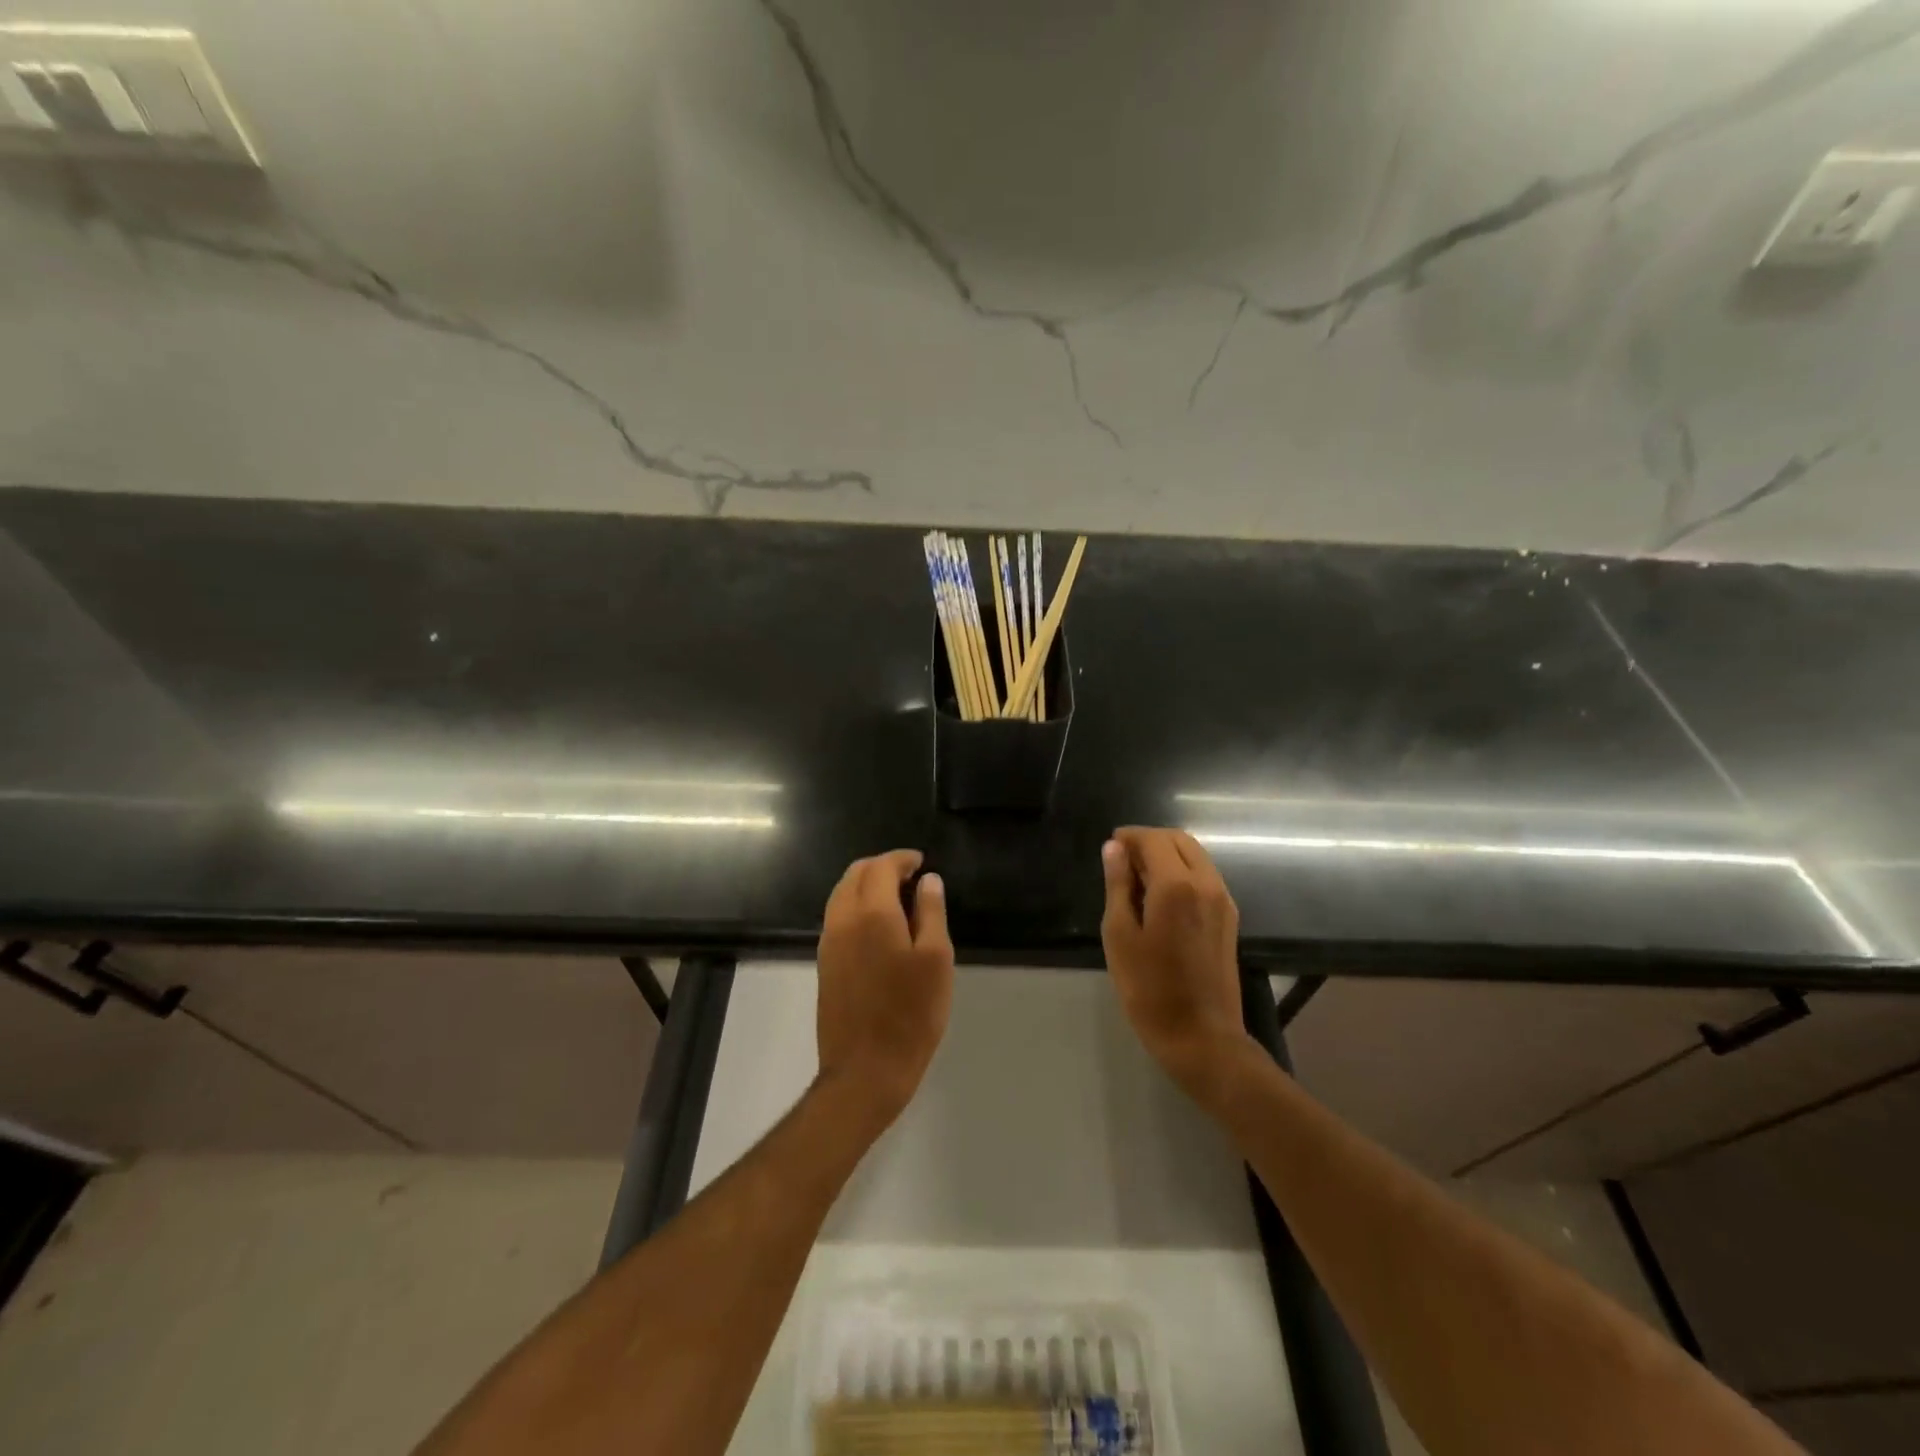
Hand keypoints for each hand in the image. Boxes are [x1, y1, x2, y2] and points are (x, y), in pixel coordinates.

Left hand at [816, 850, 954, 1128]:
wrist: (865, 1071)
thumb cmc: (911, 1015)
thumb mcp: (936, 960)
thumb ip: (931, 912)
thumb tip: (928, 880)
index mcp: (871, 913)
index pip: (881, 867)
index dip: (901, 858)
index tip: (921, 862)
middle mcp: (842, 920)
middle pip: (855, 875)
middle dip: (881, 867)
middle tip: (911, 877)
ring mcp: (828, 943)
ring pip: (841, 894)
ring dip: (866, 885)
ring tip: (897, 898)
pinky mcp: (824, 964)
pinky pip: (837, 917)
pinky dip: (856, 906)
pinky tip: (878, 925)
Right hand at [1101, 827, 1247, 1099]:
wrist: (1201, 1038)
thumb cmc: (1149, 989)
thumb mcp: (1120, 935)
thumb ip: (1117, 885)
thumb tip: (1114, 848)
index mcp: (1177, 885)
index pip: (1154, 840)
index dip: (1130, 836)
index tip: (1110, 845)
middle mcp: (1206, 883)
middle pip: (1180, 841)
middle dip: (1150, 841)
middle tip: (1122, 859)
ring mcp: (1223, 901)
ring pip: (1196, 856)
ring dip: (1167, 855)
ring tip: (1137, 877)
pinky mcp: (1229, 918)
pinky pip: (1205, 877)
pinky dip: (1182, 871)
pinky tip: (1160, 895)